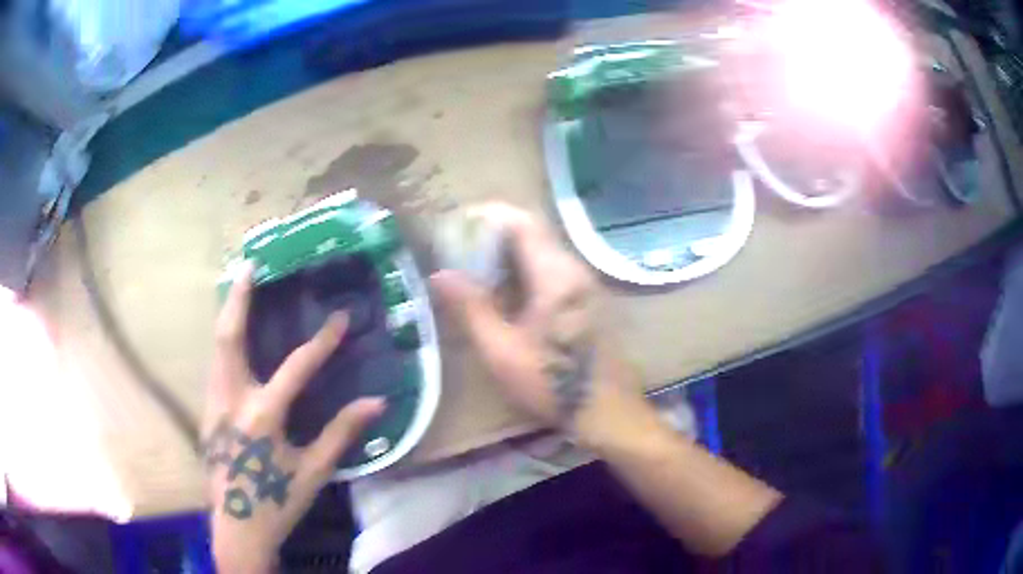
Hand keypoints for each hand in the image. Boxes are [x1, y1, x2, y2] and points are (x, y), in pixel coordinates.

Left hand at [204, 262, 385, 572]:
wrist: (236, 529)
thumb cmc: (277, 502)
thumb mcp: (313, 472)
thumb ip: (341, 433)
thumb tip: (377, 403)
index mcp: (261, 415)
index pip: (296, 366)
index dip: (323, 342)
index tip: (340, 319)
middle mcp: (230, 399)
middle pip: (228, 336)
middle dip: (238, 298)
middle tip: (249, 266)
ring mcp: (212, 403)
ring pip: (216, 347)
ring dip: (228, 315)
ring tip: (240, 290)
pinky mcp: (206, 411)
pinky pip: (215, 365)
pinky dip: (225, 342)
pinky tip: (235, 338)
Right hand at [431, 203, 632, 432]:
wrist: (607, 411)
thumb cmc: (553, 382)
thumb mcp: (501, 350)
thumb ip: (471, 307)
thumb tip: (440, 274)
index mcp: (555, 273)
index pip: (522, 221)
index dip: (488, 215)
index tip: (458, 227)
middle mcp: (575, 268)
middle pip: (533, 232)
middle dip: (493, 235)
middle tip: (460, 252)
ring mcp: (586, 283)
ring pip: (543, 251)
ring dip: (509, 254)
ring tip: (476, 273)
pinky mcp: (589, 299)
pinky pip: (552, 270)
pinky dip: (525, 270)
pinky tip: (506, 295)